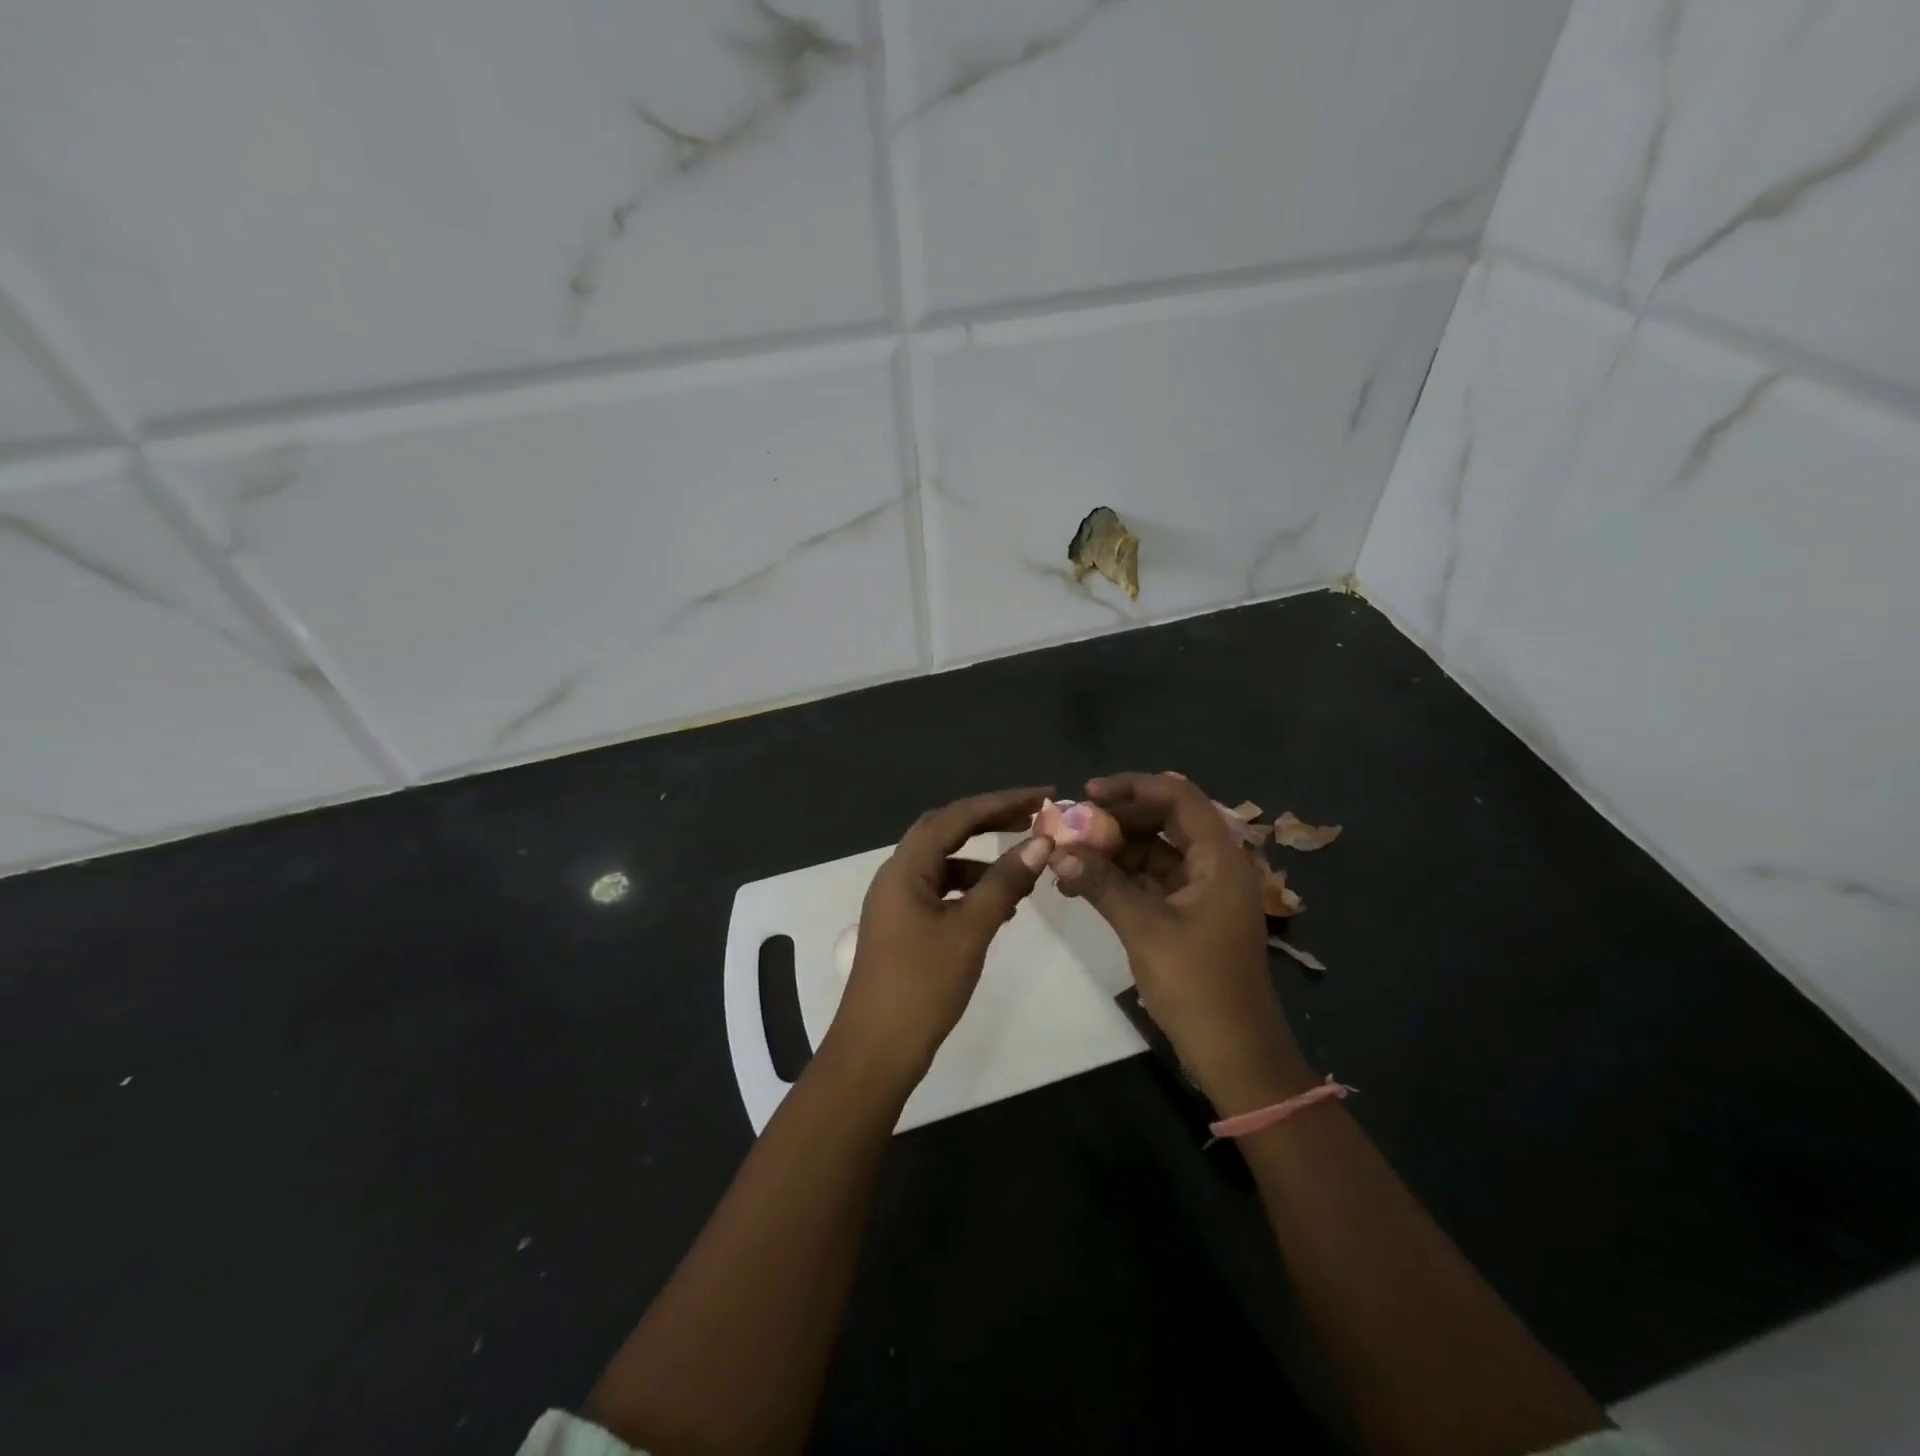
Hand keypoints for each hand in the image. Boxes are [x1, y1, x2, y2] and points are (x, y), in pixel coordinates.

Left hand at [829, 787, 1055, 1095]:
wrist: (877, 1049)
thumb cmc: (922, 984)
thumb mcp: (971, 929)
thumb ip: (1005, 882)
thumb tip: (1041, 842)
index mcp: (906, 867)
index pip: (957, 816)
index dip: (1002, 801)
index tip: (1043, 797)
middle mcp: (897, 874)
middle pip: (946, 831)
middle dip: (990, 821)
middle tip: (1034, 818)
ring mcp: (898, 901)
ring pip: (944, 864)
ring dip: (982, 861)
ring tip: (1025, 872)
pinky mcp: (904, 926)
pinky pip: (941, 892)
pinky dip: (971, 890)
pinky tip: (1001, 909)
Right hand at [1052, 772, 1313, 1112]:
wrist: (1236, 1054)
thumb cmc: (1199, 986)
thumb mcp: (1145, 929)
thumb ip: (1102, 884)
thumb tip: (1058, 851)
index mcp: (1219, 857)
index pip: (1177, 796)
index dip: (1132, 787)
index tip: (1087, 795)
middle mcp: (1214, 864)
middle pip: (1165, 820)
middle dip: (1117, 819)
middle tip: (1071, 827)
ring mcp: (1202, 890)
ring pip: (1155, 850)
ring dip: (1115, 850)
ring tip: (1069, 858)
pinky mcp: (1190, 914)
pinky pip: (1152, 879)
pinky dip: (1121, 877)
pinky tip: (1085, 884)